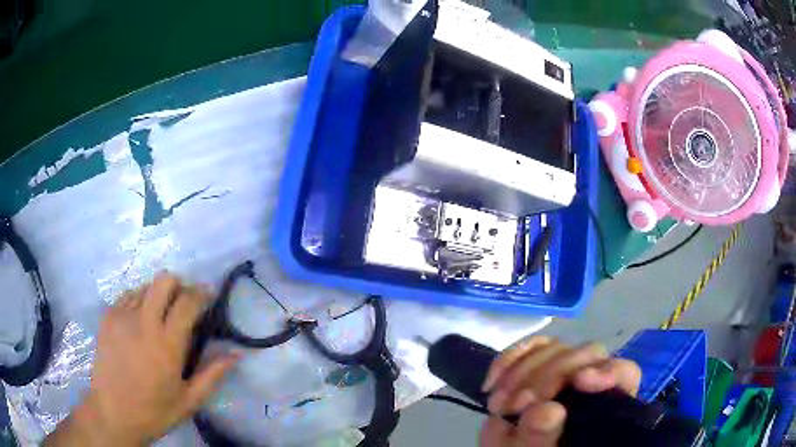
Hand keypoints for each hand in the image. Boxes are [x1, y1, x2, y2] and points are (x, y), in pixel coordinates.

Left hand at [46, 274, 238, 445]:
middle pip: (164, 280)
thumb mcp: (189, 400)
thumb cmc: (154, 411)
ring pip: (145, 285)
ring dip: (158, 294)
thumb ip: (212, 374)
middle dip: (179, 285)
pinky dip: (139, 300)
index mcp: (167, 344)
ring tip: (161, 314)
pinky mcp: (108, 317)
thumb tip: (236, 354)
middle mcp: (144, 322)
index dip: (201, 293)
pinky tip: (140, 320)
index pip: (187, 302)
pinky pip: (127, 295)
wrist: (112, 412)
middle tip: (183, 303)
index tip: (208, 295)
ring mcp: (122, 316)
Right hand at [479, 336, 640, 446]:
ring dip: (520, 372)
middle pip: (585, 354)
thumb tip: (546, 410)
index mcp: (605, 404)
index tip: (580, 382)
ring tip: (497, 405)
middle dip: (546, 377)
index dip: (608, 370)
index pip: (624, 373)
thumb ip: (543, 438)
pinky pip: (529, 348)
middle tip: (513, 406)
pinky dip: (508, 361)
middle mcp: (591, 381)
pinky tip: (491, 384)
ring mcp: (565, 371)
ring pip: (555, 348)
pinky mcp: (540, 365)